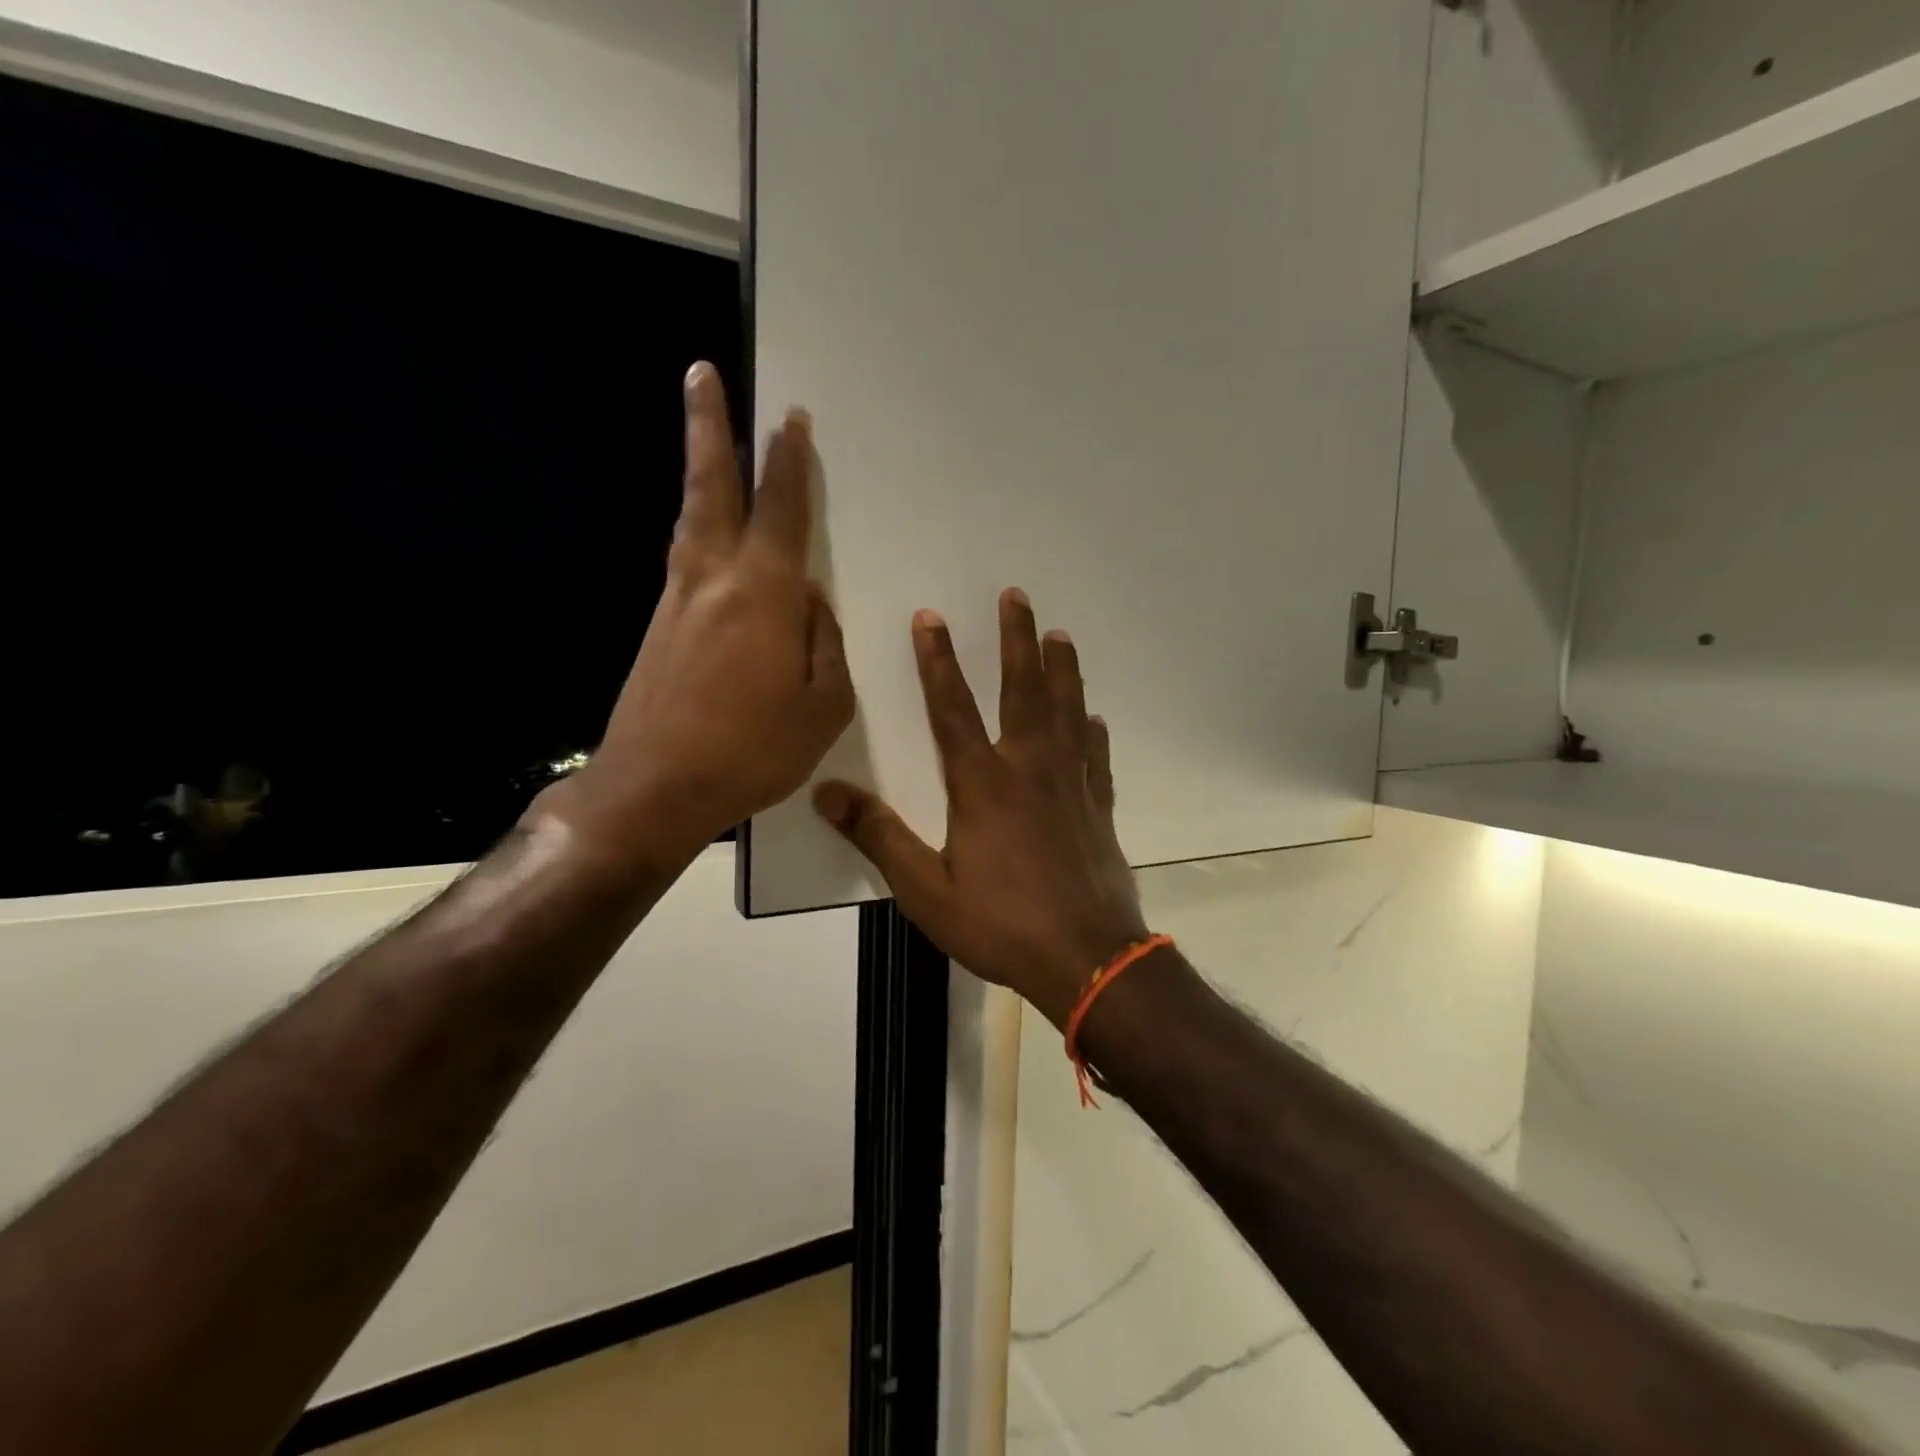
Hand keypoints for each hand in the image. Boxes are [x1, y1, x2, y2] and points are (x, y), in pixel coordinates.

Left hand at [540, 362, 853, 868]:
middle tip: (702, 373)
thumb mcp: (823, 707)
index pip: (782, 511)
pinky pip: (686, 560)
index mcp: (765, 595)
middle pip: (712, 488)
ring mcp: (678, 600)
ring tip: (706, 437)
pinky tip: (710, 537)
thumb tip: (812, 605)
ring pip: (692, 518)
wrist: (655, 788)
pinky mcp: (659, 626)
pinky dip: (699, 529)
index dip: (788, 463)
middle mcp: (714, 580)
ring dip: (701, 471)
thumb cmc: (752, 751)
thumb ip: (826, 645)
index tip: (791, 419)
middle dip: (711, 427)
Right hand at [814, 589, 1148, 1027]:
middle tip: (1016, 596)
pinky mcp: (1100, 808)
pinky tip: (1093, 718)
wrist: (1088, 959)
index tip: (931, 617)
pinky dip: (1093, 733)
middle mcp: (1029, 769)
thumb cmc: (1001, 925)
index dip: (938, 660)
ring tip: (1060, 634)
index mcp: (982, 784)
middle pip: (1022, 690)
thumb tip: (827, 793)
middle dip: (1016, 640)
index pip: (952, 708)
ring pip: (1066, 711)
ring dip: (1062, 669)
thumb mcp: (926, 890)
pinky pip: (1097, 757)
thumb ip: (879, 837)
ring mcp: (1072, 785)